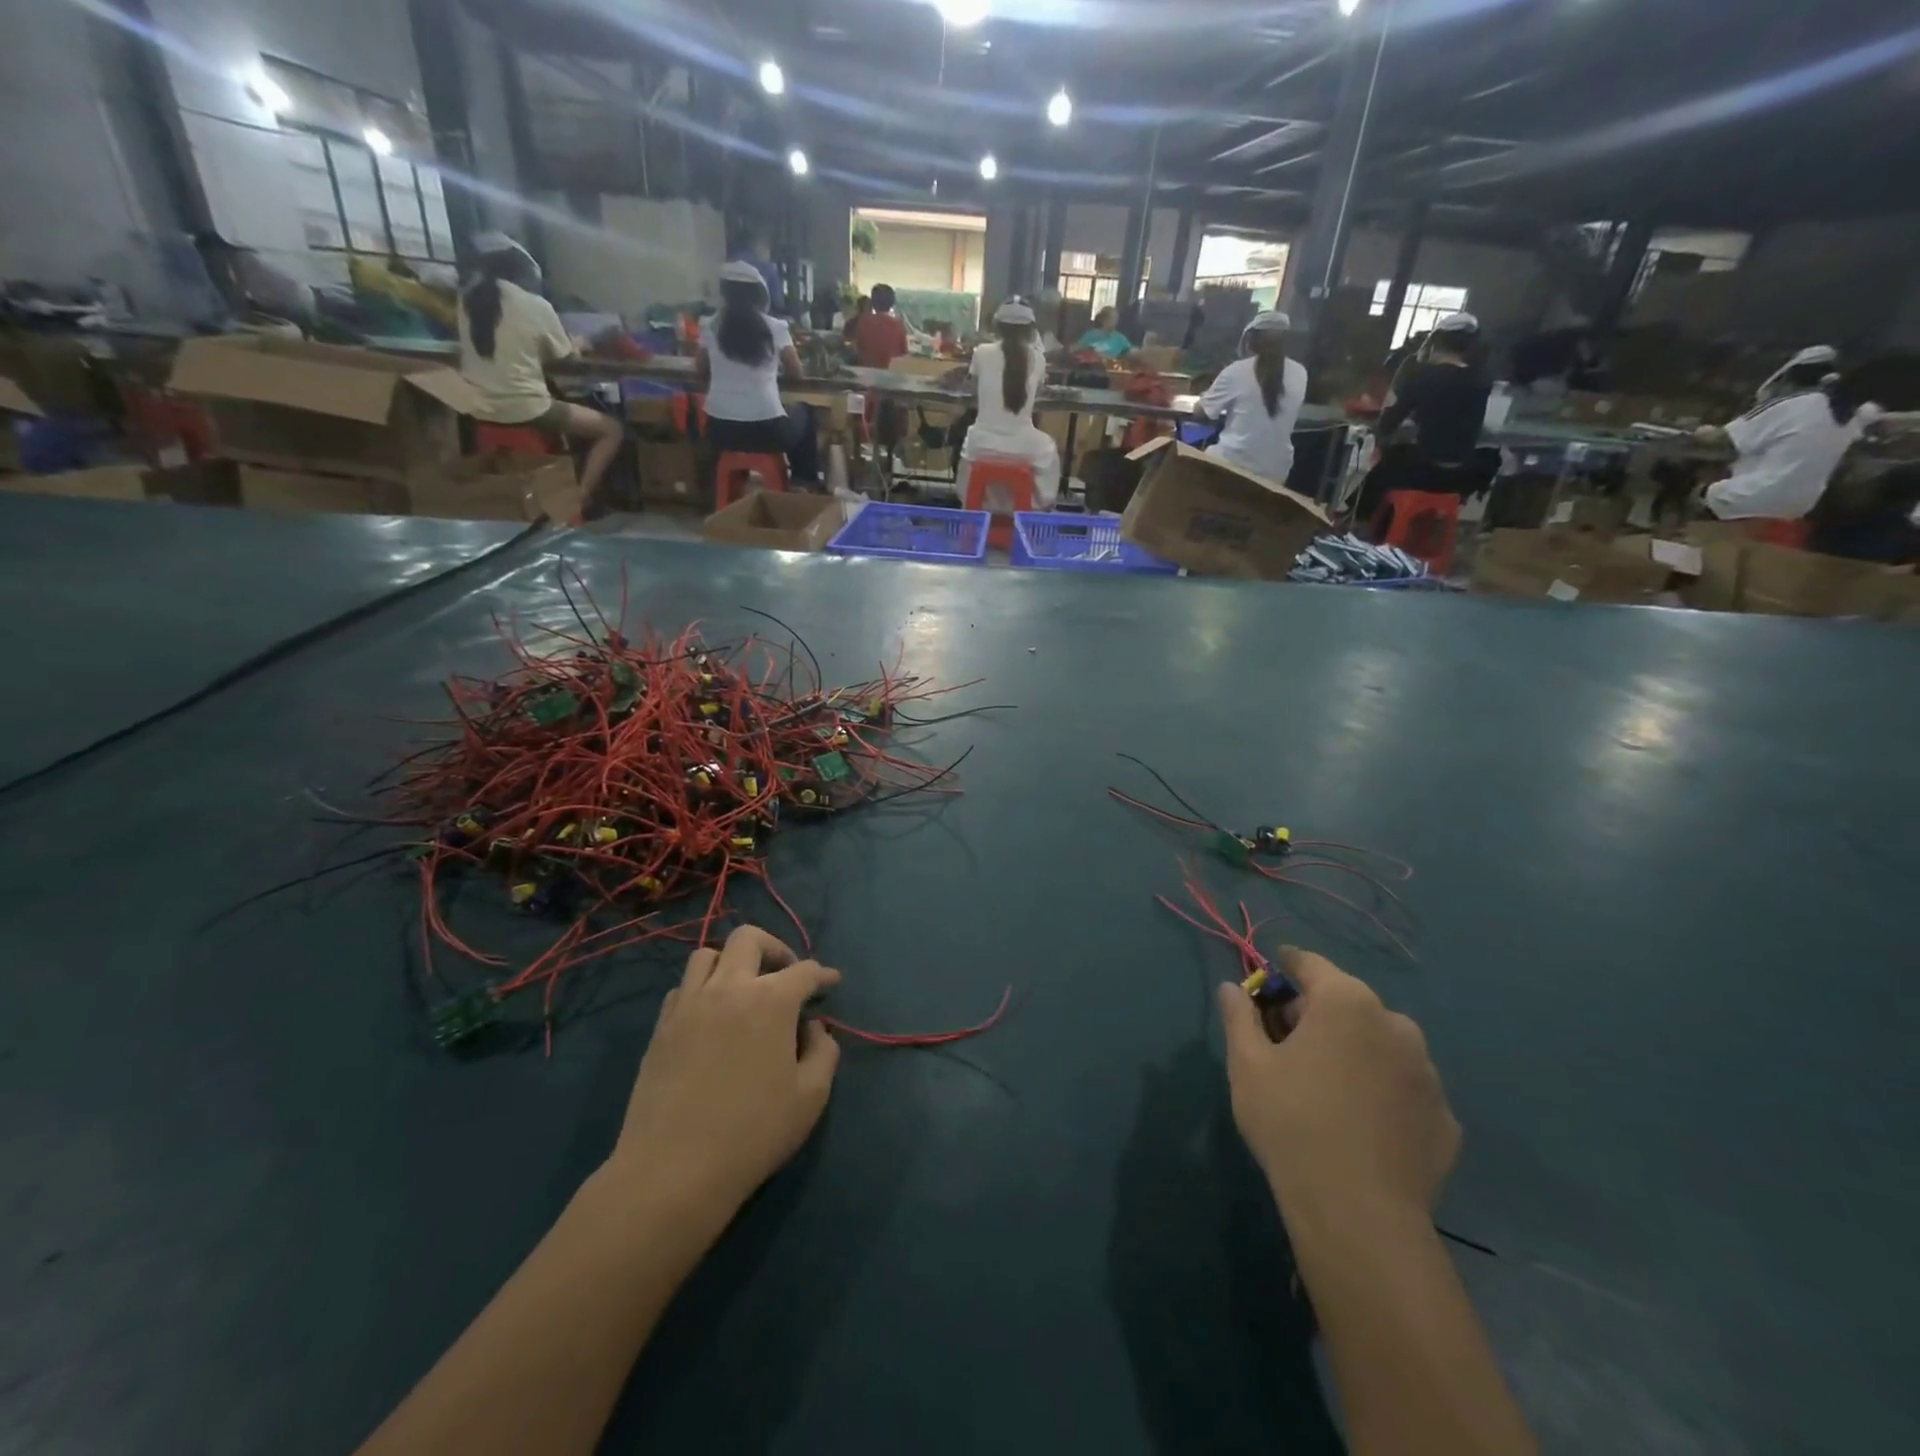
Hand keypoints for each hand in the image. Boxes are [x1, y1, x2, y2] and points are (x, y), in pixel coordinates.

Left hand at [607, 926, 840, 1222]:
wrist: (673, 1170)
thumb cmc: (752, 1133)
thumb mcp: (811, 1097)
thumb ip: (824, 1051)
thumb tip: (813, 1027)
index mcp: (771, 1000)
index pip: (804, 970)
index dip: (823, 975)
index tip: (831, 983)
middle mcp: (728, 988)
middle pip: (749, 938)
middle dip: (775, 948)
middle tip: (786, 976)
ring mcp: (689, 1004)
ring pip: (708, 955)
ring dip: (732, 963)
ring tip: (744, 991)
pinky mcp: (661, 1027)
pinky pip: (683, 987)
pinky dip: (703, 989)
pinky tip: (712, 1017)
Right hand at [1218, 948, 1458, 1218]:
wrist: (1358, 1214)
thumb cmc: (1292, 1122)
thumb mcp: (1247, 1064)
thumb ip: (1239, 1016)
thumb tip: (1231, 988)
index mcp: (1346, 1002)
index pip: (1311, 964)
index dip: (1286, 967)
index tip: (1269, 980)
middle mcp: (1395, 1025)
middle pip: (1347, 1002)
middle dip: (1316, 1014)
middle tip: (1287, 1044)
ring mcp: (1428, 1073)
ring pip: (1380, 1044)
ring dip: (1353, 1050)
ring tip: (1326, 1086)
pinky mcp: (1445, 1118)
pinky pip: (1403, 1087)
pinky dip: (1381, 1090)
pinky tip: (1360, 1122)